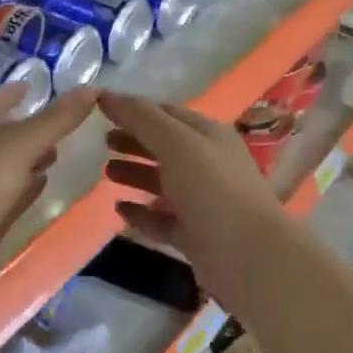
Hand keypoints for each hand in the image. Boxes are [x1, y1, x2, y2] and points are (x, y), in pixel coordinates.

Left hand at [0, 84, 97, 296]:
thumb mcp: (16, 149)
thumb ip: (54, 121)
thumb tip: (90, 89)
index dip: (19, 91)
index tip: (43, 87)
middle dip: (28, 125)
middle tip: (62, 122)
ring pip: (3, 162)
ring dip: (28, 156)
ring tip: (59, 151)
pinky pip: (5, 192)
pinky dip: (23, 185)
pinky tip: (43, 184)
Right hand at [98, 92, 289, 308]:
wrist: (250, 258)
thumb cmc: (213, 189)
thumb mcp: (176, 142)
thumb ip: (141, 118)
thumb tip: (105, 94)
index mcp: (209, 135)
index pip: (167, 113)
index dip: (135, 110)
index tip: (101, 110)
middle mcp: (208, 164)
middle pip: (164, 146)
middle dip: (134, 140)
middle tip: (101, 142)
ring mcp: (203, 201)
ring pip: (163, 182)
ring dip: (135, 174)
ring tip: (106, 173)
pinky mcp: (196, 236)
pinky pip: (163, 219)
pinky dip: (142, 213)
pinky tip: (119, 210)